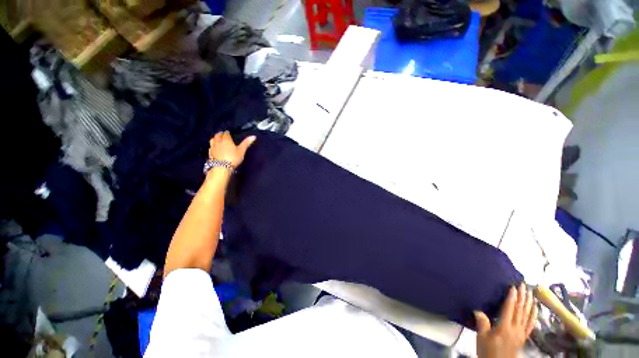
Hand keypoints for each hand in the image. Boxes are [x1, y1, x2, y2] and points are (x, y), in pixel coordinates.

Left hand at [208, 131, 255, 168]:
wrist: (222, 167)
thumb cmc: (233, 158)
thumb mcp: (241, 150)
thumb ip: (246, 143)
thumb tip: (253, 136)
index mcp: (226, 140)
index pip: (226, 133)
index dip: (227, 133)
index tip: (229, 132)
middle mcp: (218, 142)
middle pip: (218, 135)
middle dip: (220, 134)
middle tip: (223, 134)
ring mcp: (213, 147)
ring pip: (212, 140)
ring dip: (215, 138)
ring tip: (217, 139)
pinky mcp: (210, 153)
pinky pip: (210, 147)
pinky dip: (212, 145)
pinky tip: (214, 147)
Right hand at [474, 283, 537, 357]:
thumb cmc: (488, 350)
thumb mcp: (482, 337)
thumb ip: (482, 323)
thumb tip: (478, 310)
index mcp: (504, 327)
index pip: (509, 309)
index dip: (511, 298)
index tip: (513, 287)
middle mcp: (515, 328)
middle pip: (520, 311)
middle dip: (522, 297)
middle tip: (524, 285)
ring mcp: (521, 333)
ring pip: (527, 316)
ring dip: (529, 304)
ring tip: (531, 293)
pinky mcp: (523, 337)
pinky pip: (530, 324)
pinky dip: (533, 315)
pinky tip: (535, 309)